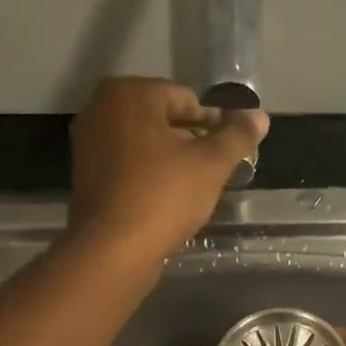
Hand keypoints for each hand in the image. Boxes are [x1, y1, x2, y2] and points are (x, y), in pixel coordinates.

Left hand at [67, 77, 267, 258]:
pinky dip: (148, 179)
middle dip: (190, 143)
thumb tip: (260, 117)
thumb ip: (236, 137)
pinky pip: (127, 169)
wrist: (112, 251)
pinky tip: (166, 204)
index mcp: (130, 94)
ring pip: (143, 146)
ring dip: (170, 163)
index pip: (185, 99)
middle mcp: (101, 110)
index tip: (229, 151)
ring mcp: (88, 145)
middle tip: (214, 172)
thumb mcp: (211, 165)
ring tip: (193, 191)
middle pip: (162, 121)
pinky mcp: (85, 178)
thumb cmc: (163, 197)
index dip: (213, 125)